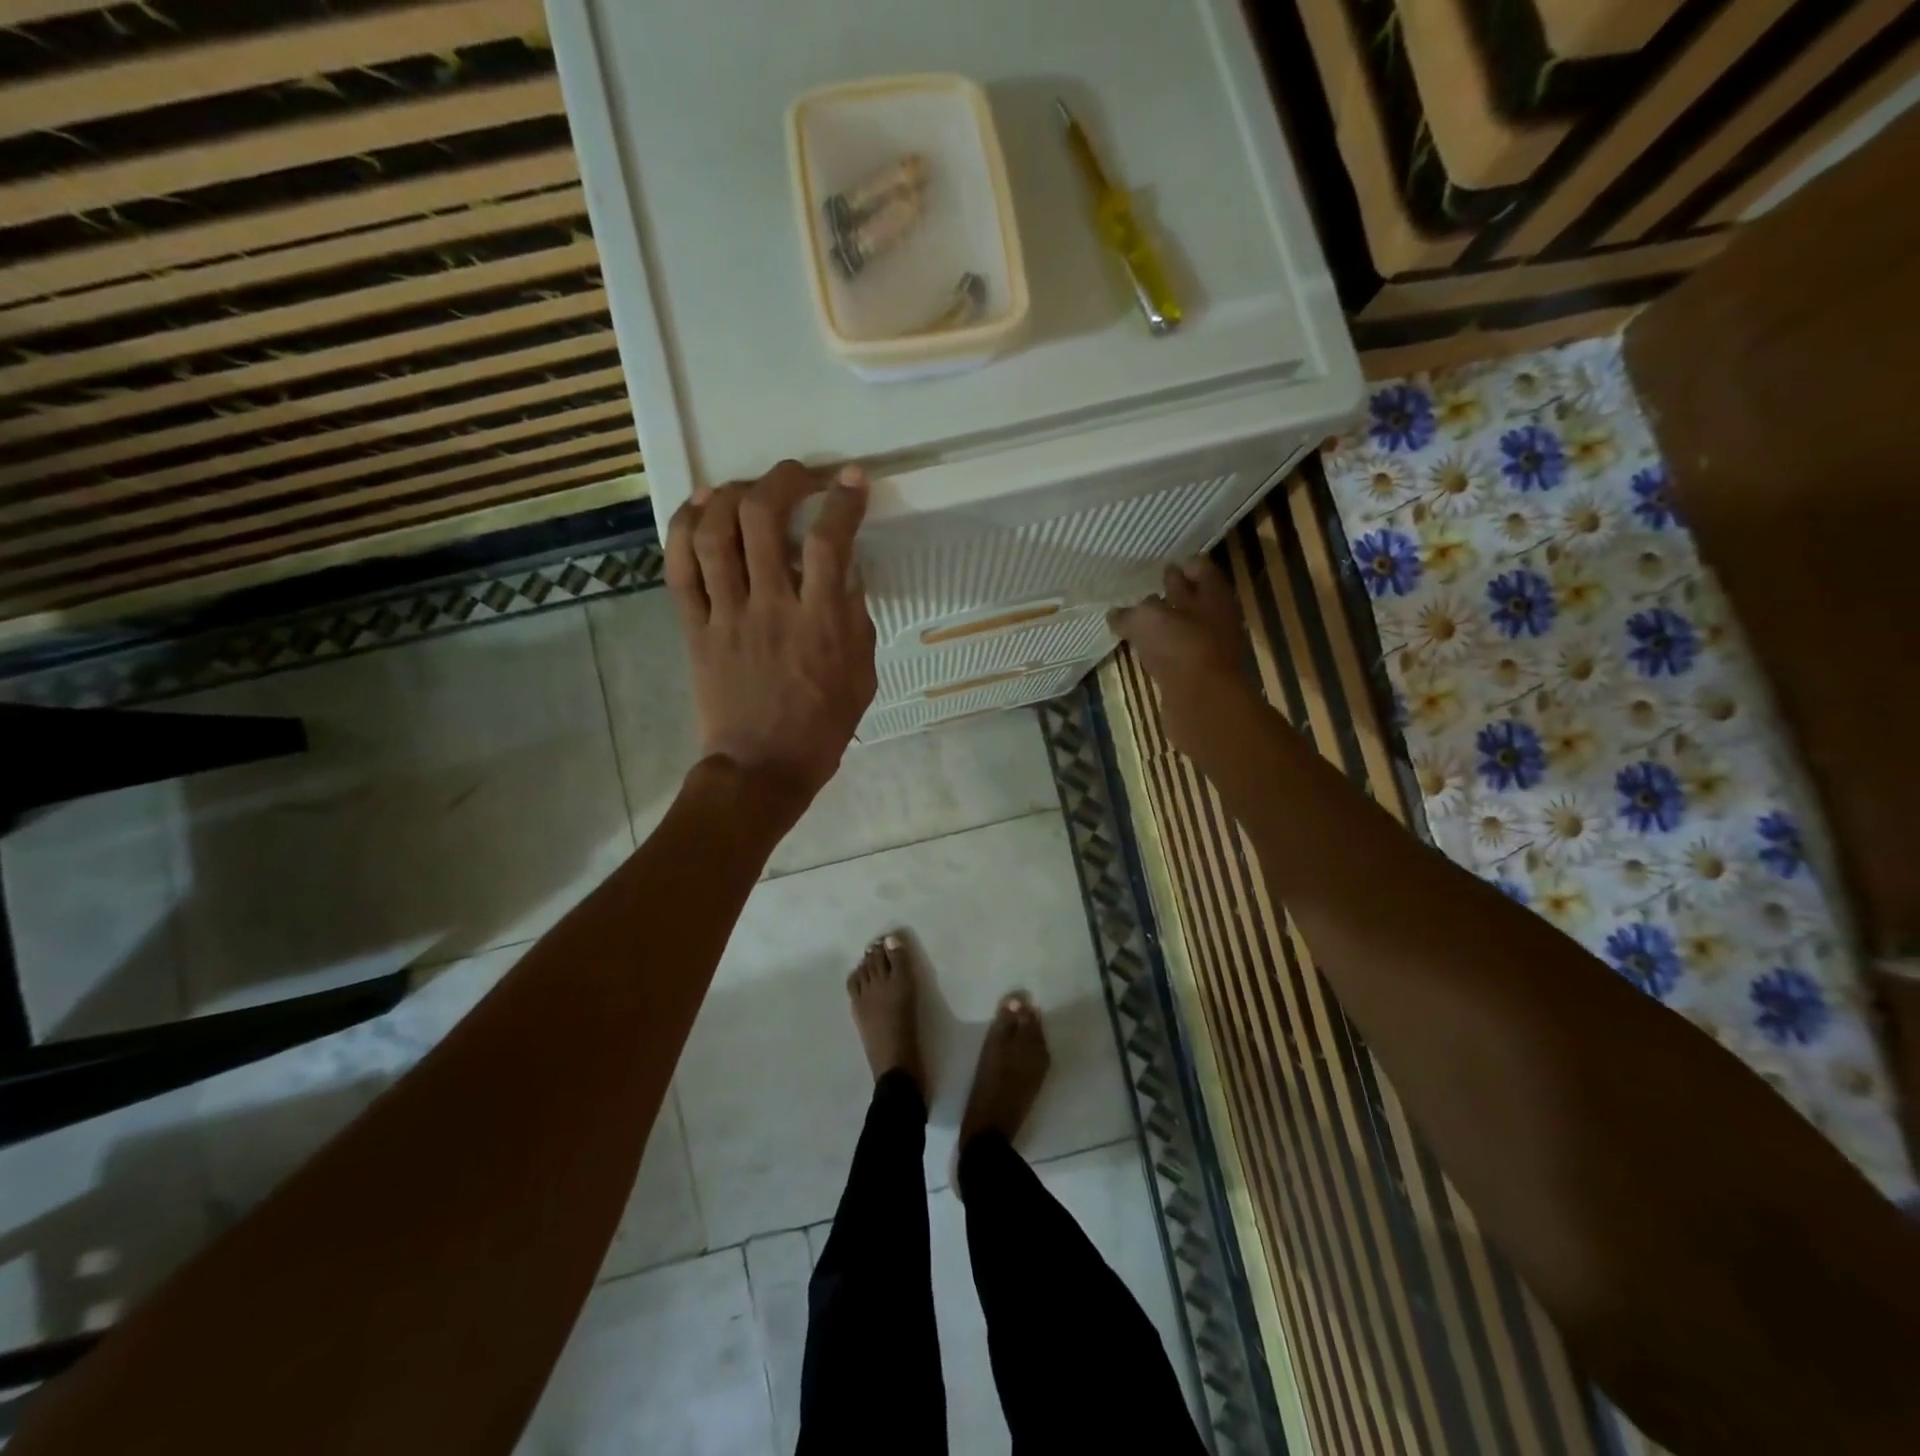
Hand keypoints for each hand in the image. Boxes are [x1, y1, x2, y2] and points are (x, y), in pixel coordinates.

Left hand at [665, 460, 877, 818]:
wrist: (761, 769)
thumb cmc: (821, 728)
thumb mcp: (861, 676)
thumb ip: (855, 621)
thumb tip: (845, 573)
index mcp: (819, 624)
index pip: (830, 542)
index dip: (841, 501)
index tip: (851, 479)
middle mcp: (771, 608)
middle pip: (763, 520)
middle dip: (782, 480)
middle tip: (797, 475)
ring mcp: (726, 616)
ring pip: (714, 535)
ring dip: (729, 495)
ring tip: (744, 487)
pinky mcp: (694, 629)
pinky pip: (679, 570)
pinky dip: (683, 530)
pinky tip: (696, 509)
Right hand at [1108, 558, 1260, 762]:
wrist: (1202, 701)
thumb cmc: (1180, 647)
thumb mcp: (1147, 619)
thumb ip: (1130, 613)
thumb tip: (1115, 613)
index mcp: (1212, 594)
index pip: (1199, 567)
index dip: (1181, 564)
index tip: (1159, 564)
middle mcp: (1215, 617)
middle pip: (1193, 597)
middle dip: (1172, 592)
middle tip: (1145, 588)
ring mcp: (1209, 647)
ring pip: (1184, 627)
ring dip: (1165, 623)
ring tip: (1139, 619)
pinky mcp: (1197, 674)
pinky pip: (1176, 653)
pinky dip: (1162, 649)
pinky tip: (1145, 649)